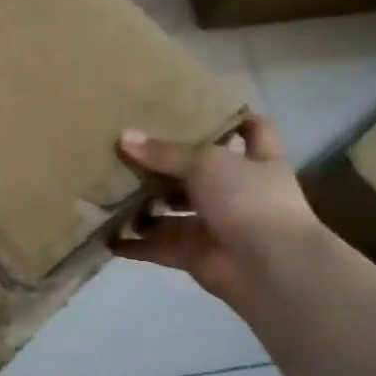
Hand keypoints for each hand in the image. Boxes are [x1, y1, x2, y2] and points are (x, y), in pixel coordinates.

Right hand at [110, 115, 326, 305]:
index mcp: (256, 161)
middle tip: (127, 148)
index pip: (254, 131)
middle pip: (198, 173)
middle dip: (166, 165)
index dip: (235, 119)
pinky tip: (105, 236)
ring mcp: (215, 225)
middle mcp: (237, 192)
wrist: (270, 267)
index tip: (202, 108)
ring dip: (144, 205)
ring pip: (172, 211)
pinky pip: (157, 246)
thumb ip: (164, 152)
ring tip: (105, 187)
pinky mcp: (194, 254)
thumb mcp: (206, 162)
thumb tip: (124, 137)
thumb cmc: (249, 200)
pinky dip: (133, 244)